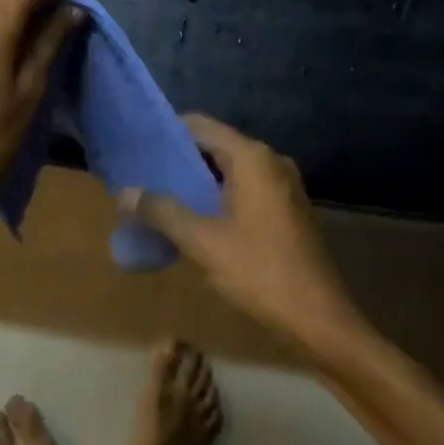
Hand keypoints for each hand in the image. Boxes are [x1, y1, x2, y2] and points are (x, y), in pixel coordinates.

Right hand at [120, 113, 360, 348]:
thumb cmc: (260, 271)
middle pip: (214, 146)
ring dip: (196, 181)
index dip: (166, 132)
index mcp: (252, 158)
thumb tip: (124, 192)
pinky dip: (216, 196)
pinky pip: (243, 188)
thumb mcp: (203, 241)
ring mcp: (282, 185)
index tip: (136, 145)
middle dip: (178, 160)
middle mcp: (270, 161)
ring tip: (158, 195)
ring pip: (228, 170)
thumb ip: (162, 211)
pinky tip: (191, 217)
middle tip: (140, 173)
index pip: (200, 126)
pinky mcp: (286, 208)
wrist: (319, 319)